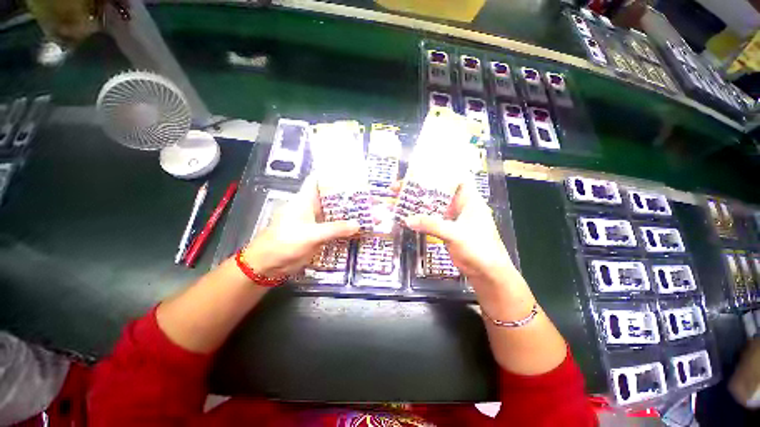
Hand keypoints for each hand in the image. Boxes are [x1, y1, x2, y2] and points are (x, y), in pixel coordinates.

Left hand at [242, 176, 359, 276]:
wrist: (268, 265)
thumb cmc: (285, 243)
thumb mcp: (311, 234)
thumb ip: (335, 229)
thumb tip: (358, 224)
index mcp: (306, 199)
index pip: (319, 180)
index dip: (333, 175)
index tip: (352, 175)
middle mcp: (312, 207)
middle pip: (332, 197)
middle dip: (350, 196)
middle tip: (369, 197)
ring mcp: (316, 221)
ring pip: (335, 213)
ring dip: (350, 213)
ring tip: (370, 212)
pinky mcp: (318, 234)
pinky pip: (335, 228)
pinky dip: (346, 228)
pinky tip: (359, 229)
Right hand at [400, 180, 514, 281]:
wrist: (486, 273)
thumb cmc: (478, 249)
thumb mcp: (455, 234)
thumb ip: (431, 225)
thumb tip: (407, 219)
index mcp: (468, 199)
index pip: (455, 177)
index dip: (439, 170)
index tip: (420, 168)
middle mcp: (459, 205)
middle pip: (437, 191)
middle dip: (420, 188)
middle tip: (399, 187)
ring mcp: (452, 217)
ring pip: (432, 205)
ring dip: (417, 203)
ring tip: (398, 200)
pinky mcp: (446, 229)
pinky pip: (430, 219)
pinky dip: (419, 217)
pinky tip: (406, 216)